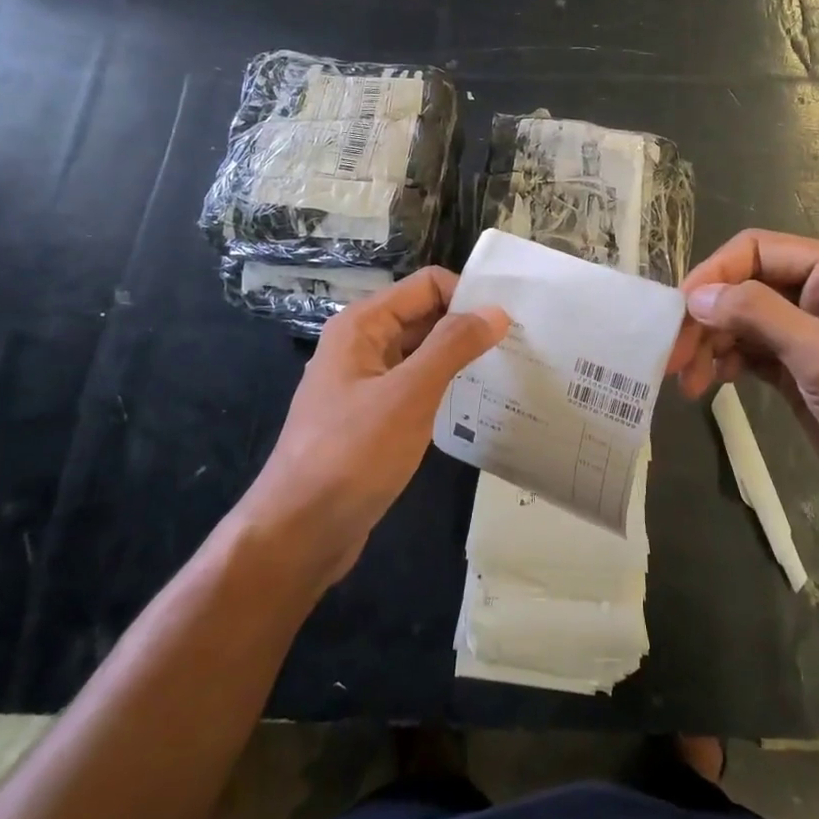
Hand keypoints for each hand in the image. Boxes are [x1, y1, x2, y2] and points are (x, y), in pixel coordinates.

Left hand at [239, 267, 508, 586]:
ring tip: (507, 373)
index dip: (468, 296)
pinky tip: (475, 405)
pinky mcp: (373, 418)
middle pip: (425, 316)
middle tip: (519, 347)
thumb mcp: (408, 395)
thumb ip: (452, 347)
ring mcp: (366, 384)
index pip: (427, 286)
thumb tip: (495, 310)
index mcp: (362, 326)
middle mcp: (362, 345)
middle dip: (468, 326)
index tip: (510, 323)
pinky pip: (416, 387)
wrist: (299, 533)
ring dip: (459, 358)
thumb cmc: (351, 456)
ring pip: (422, 354)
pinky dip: (444, 389)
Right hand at [672, 230, 818, 542]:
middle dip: (706, 316)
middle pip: (745, 285)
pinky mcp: (802, 372)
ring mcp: (811, 335)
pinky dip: (726, 362)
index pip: (757, 250)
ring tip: (686, 381)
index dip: (713, 275)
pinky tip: (710, 384)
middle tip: (673, 357)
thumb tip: (697, 296)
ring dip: (711, 343)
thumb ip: (758, 315)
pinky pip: (752, 352)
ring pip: (743, 320)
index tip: (678, 314)